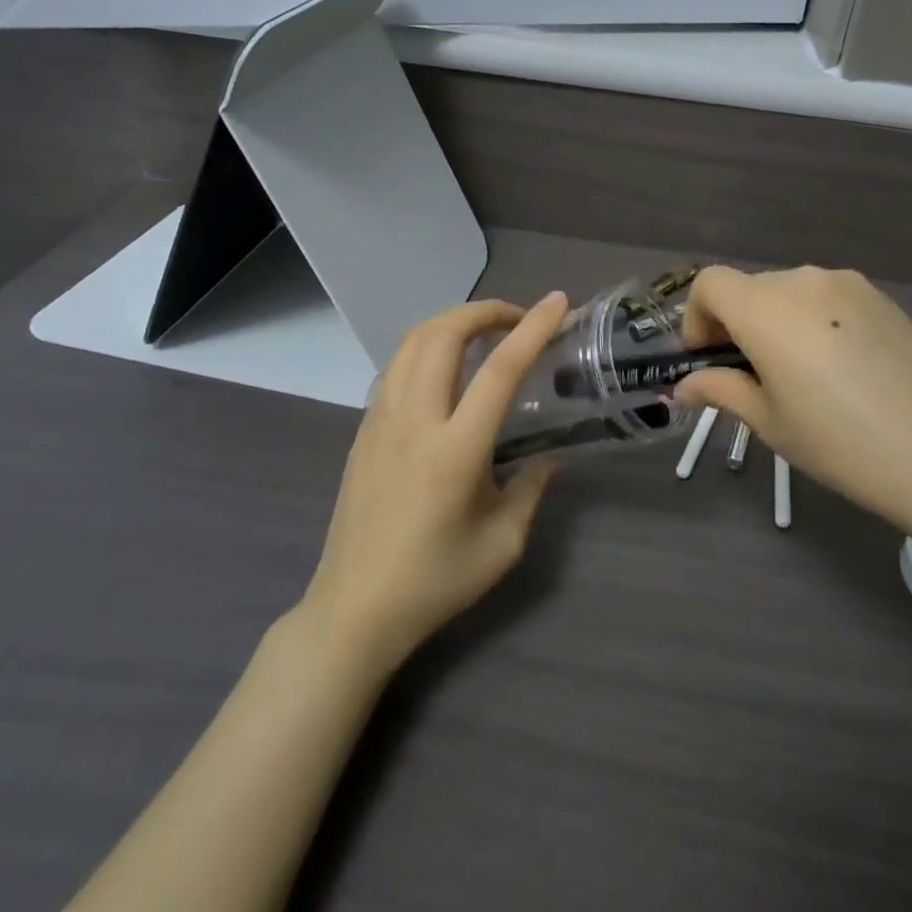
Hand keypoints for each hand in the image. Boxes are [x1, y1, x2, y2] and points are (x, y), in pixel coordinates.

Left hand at [303, 293, 568, 671]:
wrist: (354, 609)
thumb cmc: (434, 581)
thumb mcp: (502, 544)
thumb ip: (531, 489)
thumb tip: (548, 457)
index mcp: (455, 449)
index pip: (499, 370)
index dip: (532, 329)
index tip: (557, 302)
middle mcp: (414, 420)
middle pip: (444, 334)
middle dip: (484, 311)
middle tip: (517, 319)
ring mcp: (381, 419)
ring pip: (412, 341)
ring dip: (452, 323)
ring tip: (483, 334)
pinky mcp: (364, 429)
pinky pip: (396, 366)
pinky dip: (427, 347)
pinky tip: (445, 370)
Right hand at [672, 266, 911, 556]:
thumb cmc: (839, 442)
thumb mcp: (769, 421)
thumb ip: (720, 390)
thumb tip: (684, 387)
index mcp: (766, 308)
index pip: (710, 283)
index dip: (696, 317)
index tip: (708, 359)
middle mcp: (803, 280)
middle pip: (748, 288)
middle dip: (735, 324)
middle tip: (749, 376)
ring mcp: (847, 284)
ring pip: (789, 292)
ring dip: (776, 321)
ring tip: (799, 374)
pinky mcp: (880, 298)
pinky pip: (827, 298)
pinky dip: (813, 321)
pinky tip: (840, 368)